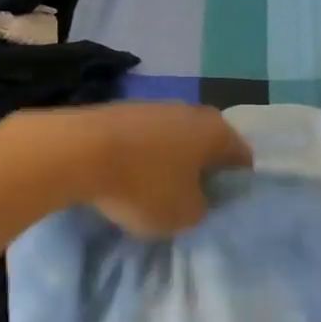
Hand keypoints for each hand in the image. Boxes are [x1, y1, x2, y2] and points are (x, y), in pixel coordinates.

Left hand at [20, 102, 250, 235]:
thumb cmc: (144, 185)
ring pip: (175, 140)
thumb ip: (202, 209)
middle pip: (208, 146)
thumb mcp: (185, 216)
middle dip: (202, 172)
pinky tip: (126, 176)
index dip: (237, 186)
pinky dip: (142, 157)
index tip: (221, 208)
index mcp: (218, 132)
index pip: (243, 160)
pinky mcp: (122, 110)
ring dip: (170, 163)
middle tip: (189, 201)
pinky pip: (144, 139)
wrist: (77, 151)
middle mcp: (192, 111)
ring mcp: (155, 105)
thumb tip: (197, 198)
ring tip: (153, 191)